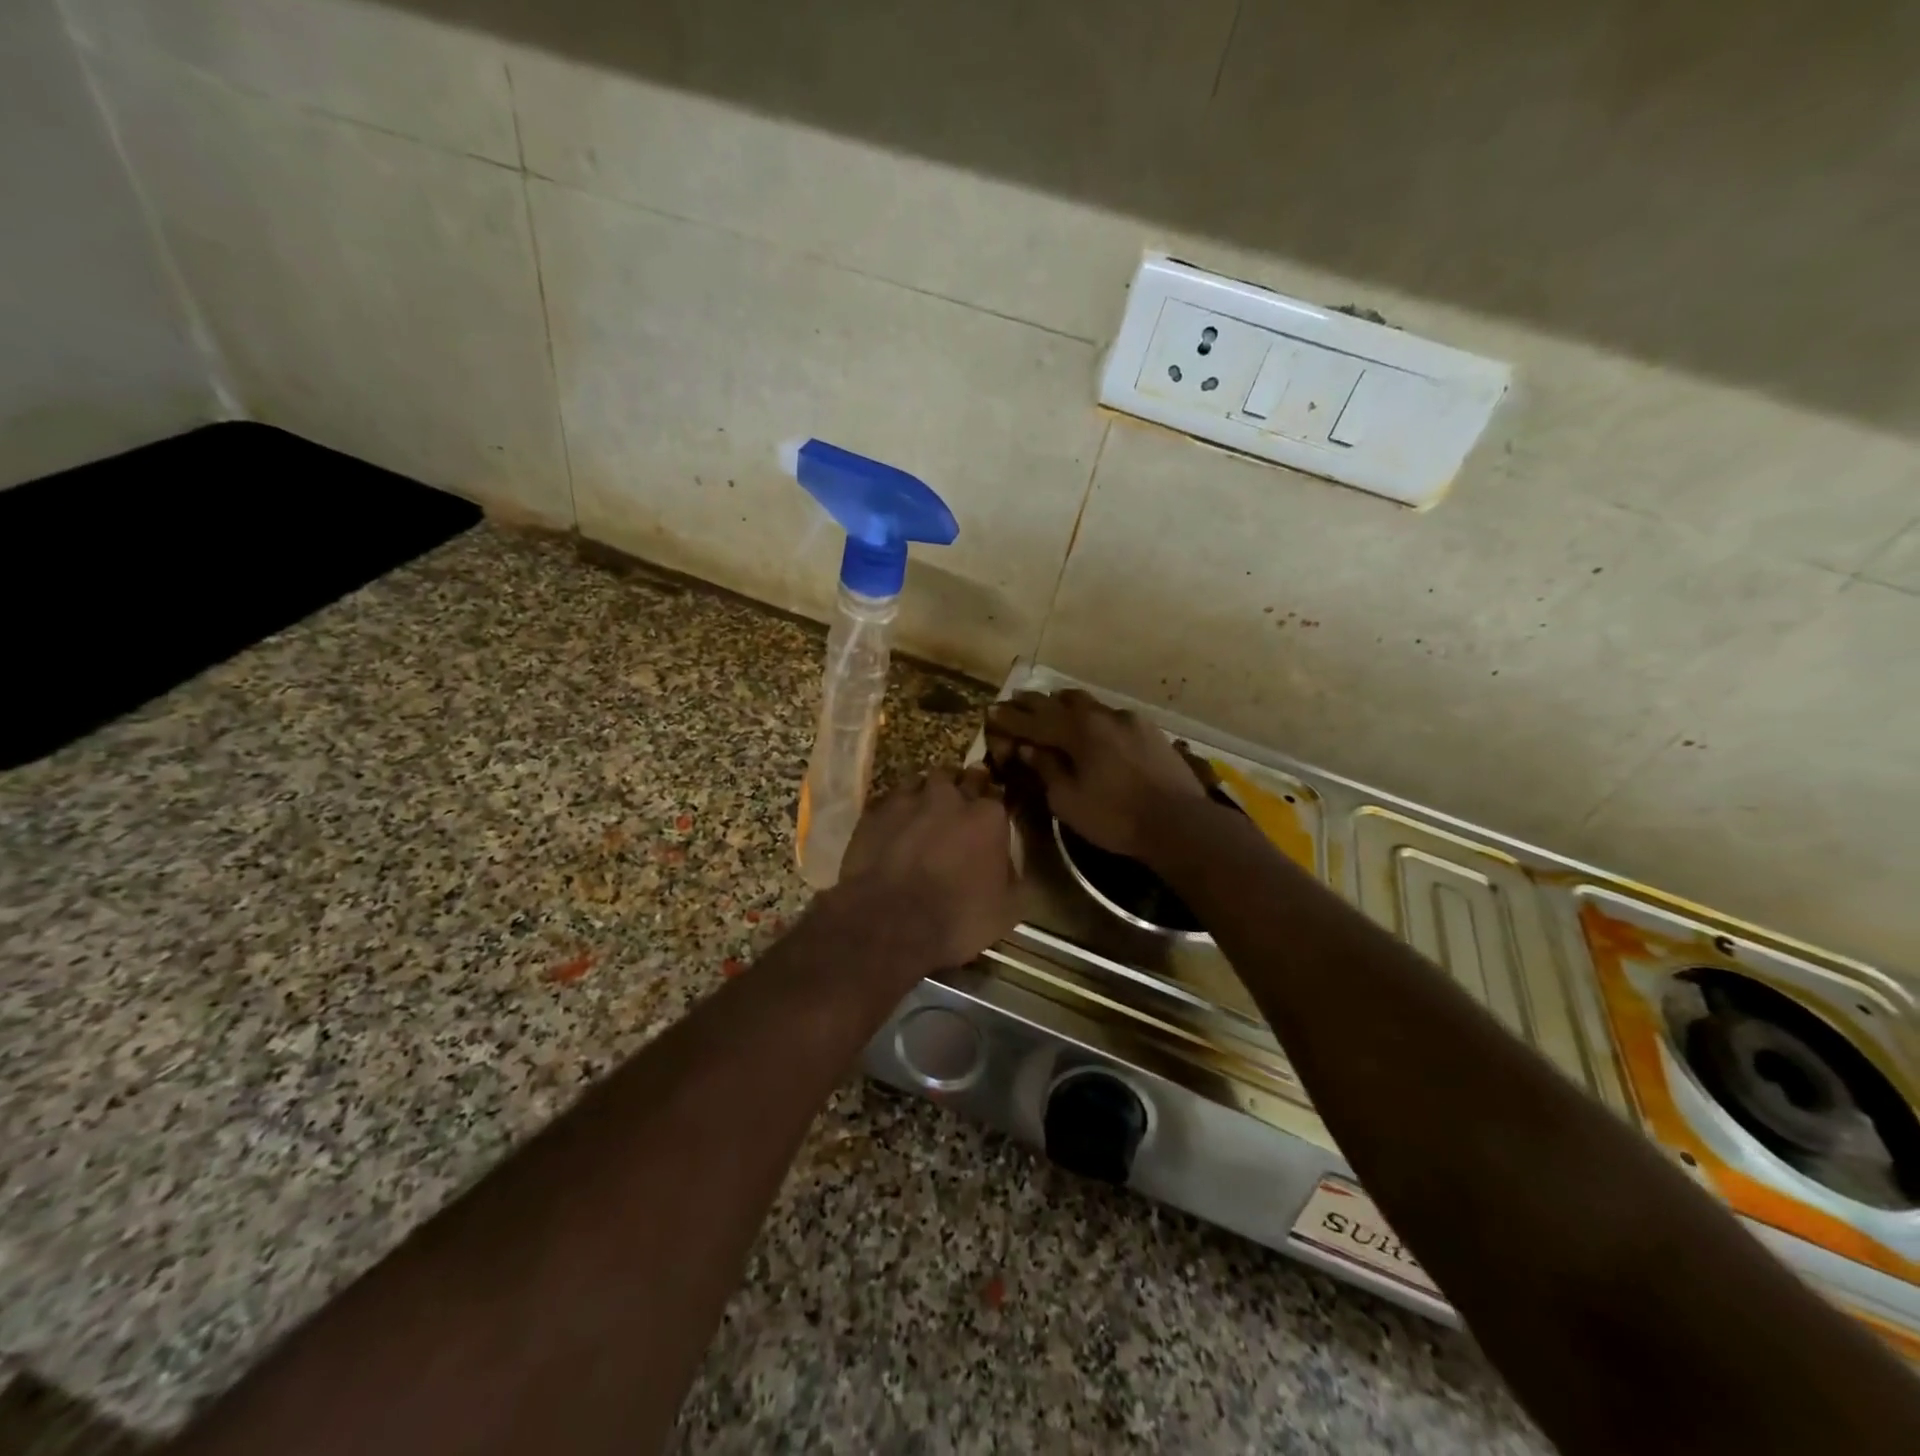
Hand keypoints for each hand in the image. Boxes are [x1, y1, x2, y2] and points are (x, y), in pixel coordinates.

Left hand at [837, 766, 1017, 967]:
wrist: (889, 924)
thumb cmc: (958, 919)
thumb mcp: (1008, 909)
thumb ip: (1013, 875)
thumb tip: (1007, 863)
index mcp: (987, 816)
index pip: (995, 795)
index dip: (991, 807)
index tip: (987, 820)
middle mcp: (949, 797)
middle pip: (959, 778)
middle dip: (962, 787)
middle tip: (958, 807)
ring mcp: (908, 801)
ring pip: (921, 782)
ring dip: (926, 794)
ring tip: (923, 814)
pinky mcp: (874, 813)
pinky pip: (889, 801)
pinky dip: (895, 811)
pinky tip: (893, 828)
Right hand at [986, 689, 1205, 861]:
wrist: (1179, 822)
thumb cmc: (1115, 817)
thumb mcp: (1068, 801)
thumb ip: (1046, 770)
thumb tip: (1029, 749)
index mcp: (1078, 731)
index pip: (1034, 720)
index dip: (1010, 718)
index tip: (991, 711)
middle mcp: (1101, 715)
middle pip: (1060, 702)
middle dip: (1034, 703)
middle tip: (1015, 702)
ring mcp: (1129, 720)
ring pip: (1088, 703)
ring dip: (1064, 704)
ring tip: (1051, 705)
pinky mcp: (1149, 730)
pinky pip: (1109, 715)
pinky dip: (1090, 717)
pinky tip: (1091, 726)